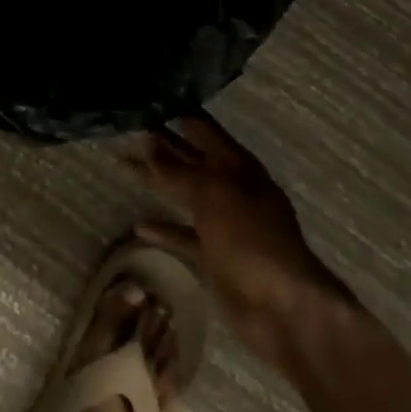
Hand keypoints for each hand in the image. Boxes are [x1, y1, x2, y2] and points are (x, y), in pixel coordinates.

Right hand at [129, 113, 354, 365]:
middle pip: (189, 157)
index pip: (200, 127)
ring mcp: (223, 222)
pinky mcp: (215, 256)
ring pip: (183, 192)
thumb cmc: (252, 239)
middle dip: (160, 143)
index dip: (174, 112)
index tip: (144, 100)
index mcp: (236, 165)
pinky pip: (184, 235)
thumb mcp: (213, 195)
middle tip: (124, 127)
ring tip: (123, 163)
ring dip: (156, 180)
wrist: (287, 311)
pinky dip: (164, 229)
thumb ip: (178, 170)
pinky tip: (139, 227)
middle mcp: (229, 187)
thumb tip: (148, 142)